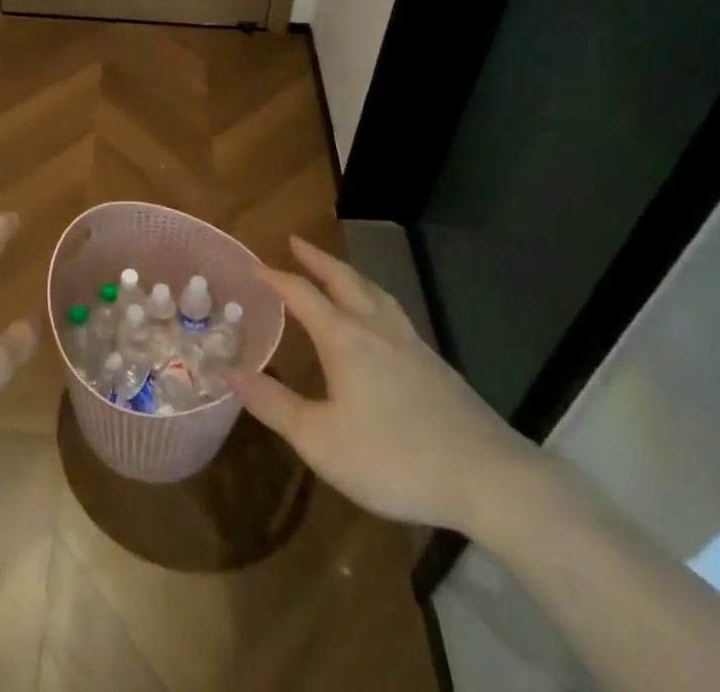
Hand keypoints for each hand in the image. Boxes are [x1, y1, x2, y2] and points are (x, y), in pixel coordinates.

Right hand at [233, 236, 546, 534]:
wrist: (489, 477)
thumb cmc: (395, 457)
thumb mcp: (321, 440)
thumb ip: (274, 404)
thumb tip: (231, 373)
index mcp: (345, 338)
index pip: (302, 294)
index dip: (275, 277)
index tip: (253, 265)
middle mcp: (376, 328)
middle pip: (344, 279)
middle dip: (317, 259)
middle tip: (296, 241)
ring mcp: (411, 343)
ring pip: (375, 292)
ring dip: (349, 274)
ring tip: (337, 271)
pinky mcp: (435, 364)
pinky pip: (394, 312)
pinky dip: (374, 298)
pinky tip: (379, 320)